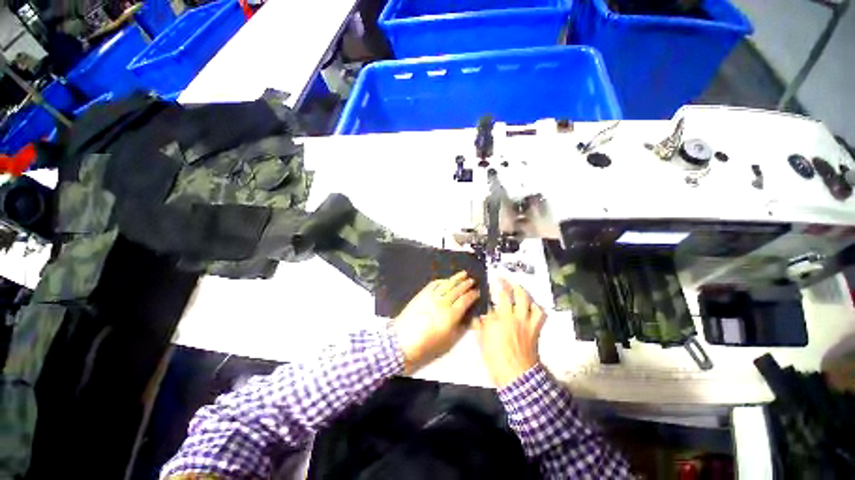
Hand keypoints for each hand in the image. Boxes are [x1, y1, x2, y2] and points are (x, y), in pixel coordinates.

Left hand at [393, 271, 480, 373]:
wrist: (403, 340)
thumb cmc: (427, 344)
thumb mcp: (448, 340)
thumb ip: (461, 327)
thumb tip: (468, 317)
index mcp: (451, 314)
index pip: (465, 300)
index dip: (472, 295)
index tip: (477, 292)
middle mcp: (443, 302)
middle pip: (457, 290)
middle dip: (466, 284)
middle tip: (472, 280)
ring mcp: (431, 296)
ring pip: (446, 284)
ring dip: (456, 278)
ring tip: (463, 274)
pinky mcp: (422, 294)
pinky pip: (434, 284)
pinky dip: (441, 280)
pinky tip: (446, 280)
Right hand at [474, 279, 546, 387]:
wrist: (517, 376)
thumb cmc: (496, 360)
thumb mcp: (482, 343)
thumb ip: (480, 327)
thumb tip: (478, 317)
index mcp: (496, 320)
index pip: (492, 301)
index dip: (491, 291)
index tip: (489, 284)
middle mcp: (511, 316)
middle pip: (509, 294)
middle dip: (504, 283)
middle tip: (501, 278)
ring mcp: (525, 321)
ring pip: (526, 300)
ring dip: (521, 291)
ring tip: (517, 287)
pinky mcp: (534, 328)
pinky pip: (539, 314)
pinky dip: (536, 307)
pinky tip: (531, 305)